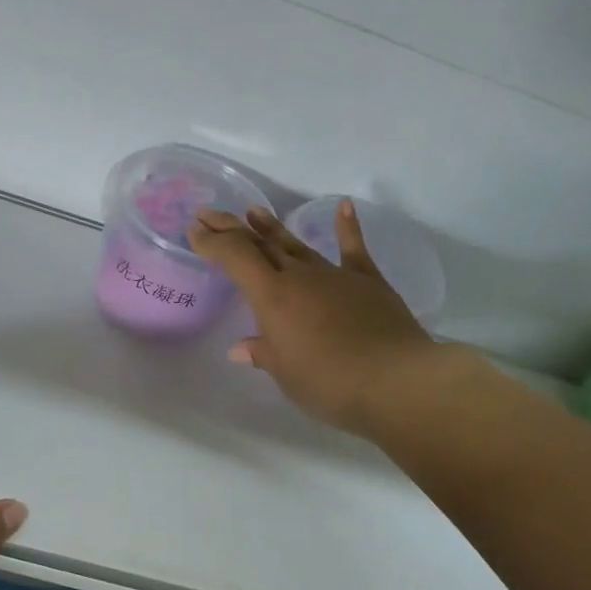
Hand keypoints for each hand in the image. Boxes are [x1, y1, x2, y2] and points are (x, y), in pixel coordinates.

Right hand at [189, 202, 455, 435]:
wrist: (395, 380)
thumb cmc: (328, 382)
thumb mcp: (286, 374)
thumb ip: (264, 354)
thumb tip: (242, 348)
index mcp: (272, 296)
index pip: (235, 259)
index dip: (213, 243)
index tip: (195, 231)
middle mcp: (300, 276)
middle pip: (260, 245)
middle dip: (232, 229)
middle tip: (210, 213)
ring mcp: (335, 275)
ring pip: (297, 245)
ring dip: (273, 228)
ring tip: (254, 212)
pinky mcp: (368, 281)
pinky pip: (353, 249)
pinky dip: (347, 227)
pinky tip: (343, 207)